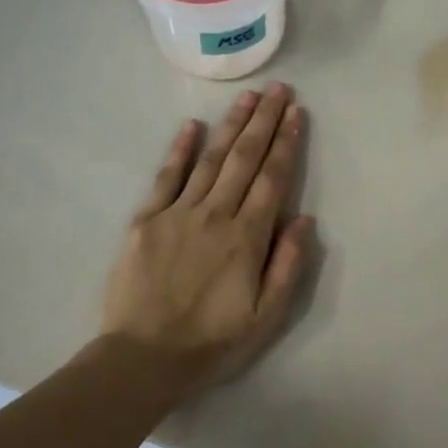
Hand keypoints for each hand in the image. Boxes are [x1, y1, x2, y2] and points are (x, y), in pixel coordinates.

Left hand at [102, 84, 315, 399]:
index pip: (273, 180)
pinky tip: (192, 126)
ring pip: (210, 160)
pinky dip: (180, 150)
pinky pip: (166, 178)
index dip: (286, 144)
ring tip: (248, 97)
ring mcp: (177, 214)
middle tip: (279, 90)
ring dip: (231, 126)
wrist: (144, 358)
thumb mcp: (267, 317)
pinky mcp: (146, 220)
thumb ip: (287, 266)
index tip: (297, 114)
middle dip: (264, 122)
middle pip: (244, 159)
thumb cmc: (213, 342)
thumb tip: (304, 220)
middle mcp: (215, 215)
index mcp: (247, 238)